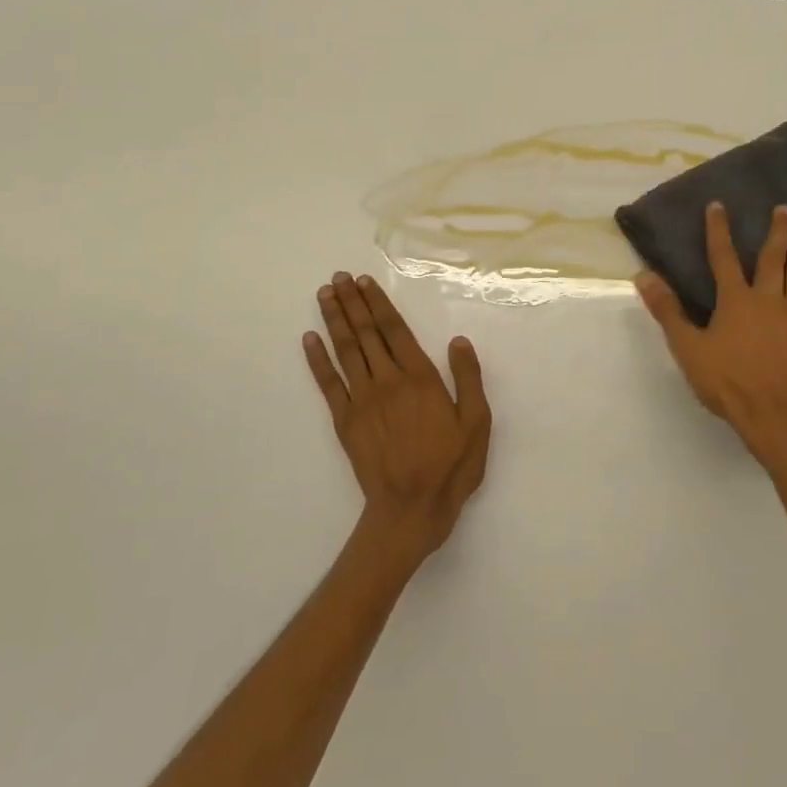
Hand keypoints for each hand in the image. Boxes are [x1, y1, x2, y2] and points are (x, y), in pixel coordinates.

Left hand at [304, 272, 491, 565]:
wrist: (410, 510)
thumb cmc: (450, 467)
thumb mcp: (477, 423)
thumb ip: (468, 379)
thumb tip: (458, 341)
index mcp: (421, 379)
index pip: (395, 331)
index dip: (378, 304)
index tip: (364, 282)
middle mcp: (388, 381)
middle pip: (365, 334)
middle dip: (352, 303)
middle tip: (338, 277)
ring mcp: (362, 401)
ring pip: (345, 351)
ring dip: (334, 320)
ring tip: (325, 294)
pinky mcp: (344, 422)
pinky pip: (328, 383)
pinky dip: (317, 359)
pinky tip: (309, 339)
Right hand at [636, 202, 786, 479]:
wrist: (776, 417)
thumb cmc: (728, 383)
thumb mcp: (688, 348)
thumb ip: (667, 311)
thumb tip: (644, 275)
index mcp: (736, 301)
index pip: (723, 258)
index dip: (718, 231)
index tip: (718, 206)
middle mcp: (769, 301)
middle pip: (772, 259)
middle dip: (777, 231)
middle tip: (784, 208)